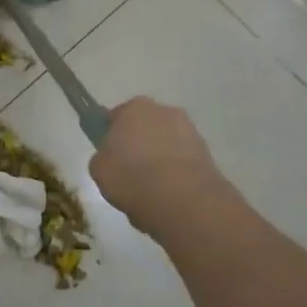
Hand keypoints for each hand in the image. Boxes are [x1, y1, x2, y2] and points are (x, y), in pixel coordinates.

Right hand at [90, 97, 224, 233]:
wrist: (182, 199)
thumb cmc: (131, 176)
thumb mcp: (99, 169)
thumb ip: (103, 157)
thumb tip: (112, 159)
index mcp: (134, 107)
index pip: (117, 116)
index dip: (111, 137)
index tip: (109, 157)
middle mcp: (165, 111)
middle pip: (145, 128)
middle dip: (139, 147)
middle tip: (129, 175)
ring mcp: (190, 132)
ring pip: (166, 146)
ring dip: (160, 162)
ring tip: (151, 193)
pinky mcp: (208, 155)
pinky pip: (183, 163)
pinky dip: (176, 176)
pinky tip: (168, 198)